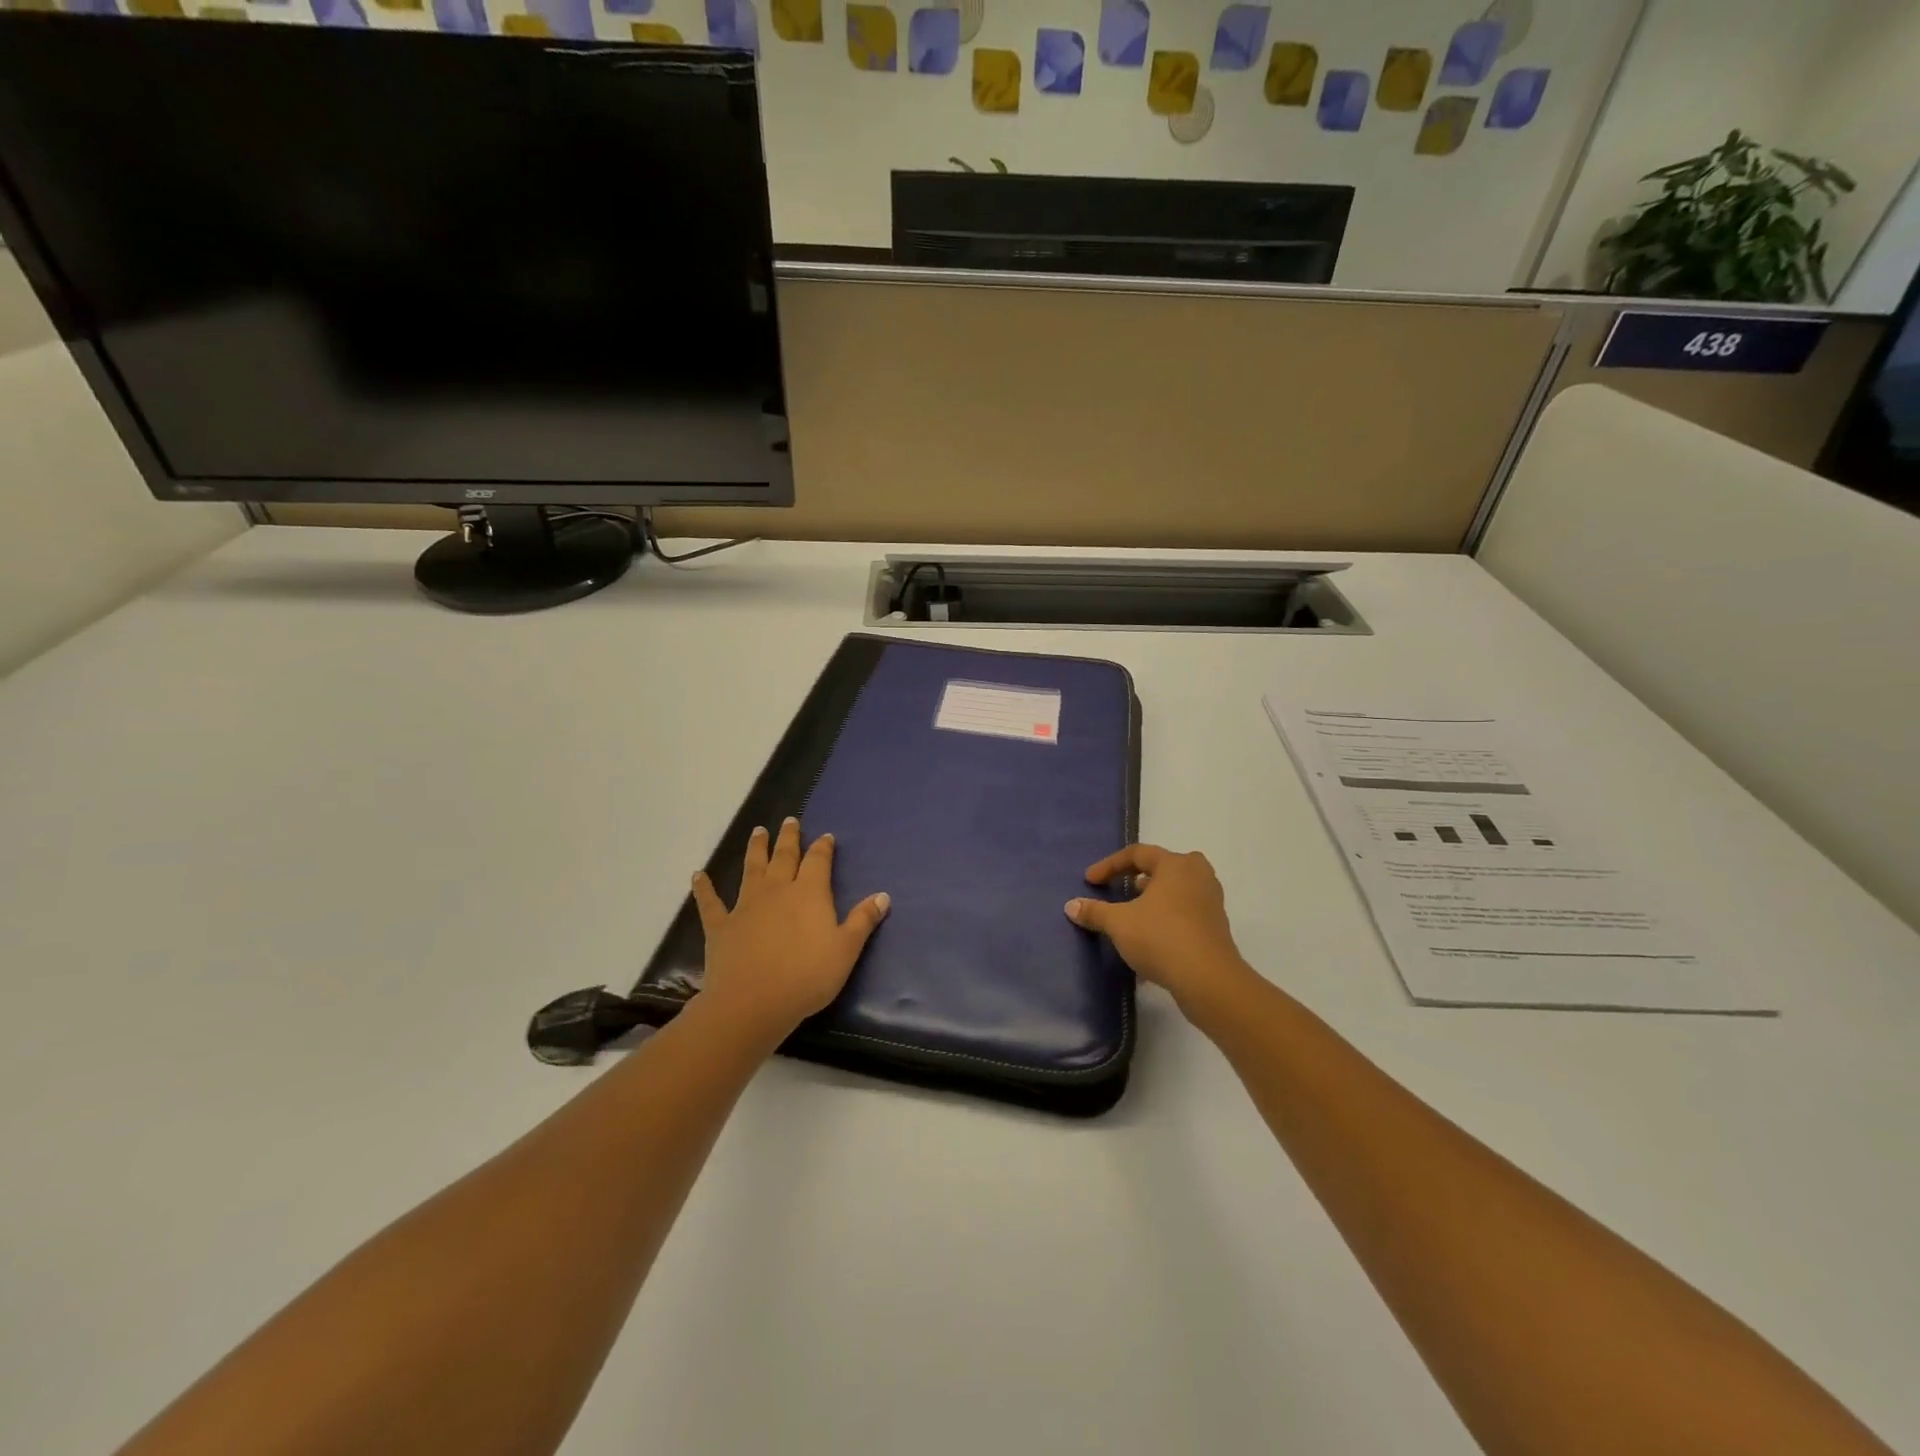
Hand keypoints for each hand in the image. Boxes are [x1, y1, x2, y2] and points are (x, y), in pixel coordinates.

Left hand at [691, 817, 889, 1042]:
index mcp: (809, 893)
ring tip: (757, 832)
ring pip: (751, 869)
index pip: (818, 861)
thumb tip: (883, 895)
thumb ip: (863, 921)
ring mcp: (746, 905)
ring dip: (755, 849)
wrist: (752, 1003)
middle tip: (789, 821)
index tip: (826, 837)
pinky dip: (704, 887)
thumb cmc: (807, 977)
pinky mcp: (720, 925)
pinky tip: (698, 875)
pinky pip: (710, 902)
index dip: (823, 848)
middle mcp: (777, 890)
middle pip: (784, 856)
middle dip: (788, 838)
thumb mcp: (846, 950)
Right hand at [1065, 844, 1251, 1009]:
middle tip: (1121, 887)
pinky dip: (1165, 917)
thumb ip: (1094, 912)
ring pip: (1176, 890)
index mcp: (1176, 864)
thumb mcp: (1119, 923)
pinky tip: (1149, 937)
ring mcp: (1210, 901)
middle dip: (1139, 876)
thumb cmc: (1161, 938)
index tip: (1090, 881)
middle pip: (1163, 867)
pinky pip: (1184, 912)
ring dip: (1153, 898)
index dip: (1109, 865)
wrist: (1208, 980)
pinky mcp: (1215, 927)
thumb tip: (1071, 906)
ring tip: (1133, 912)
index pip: (1137, 853)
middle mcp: (1197, 875)